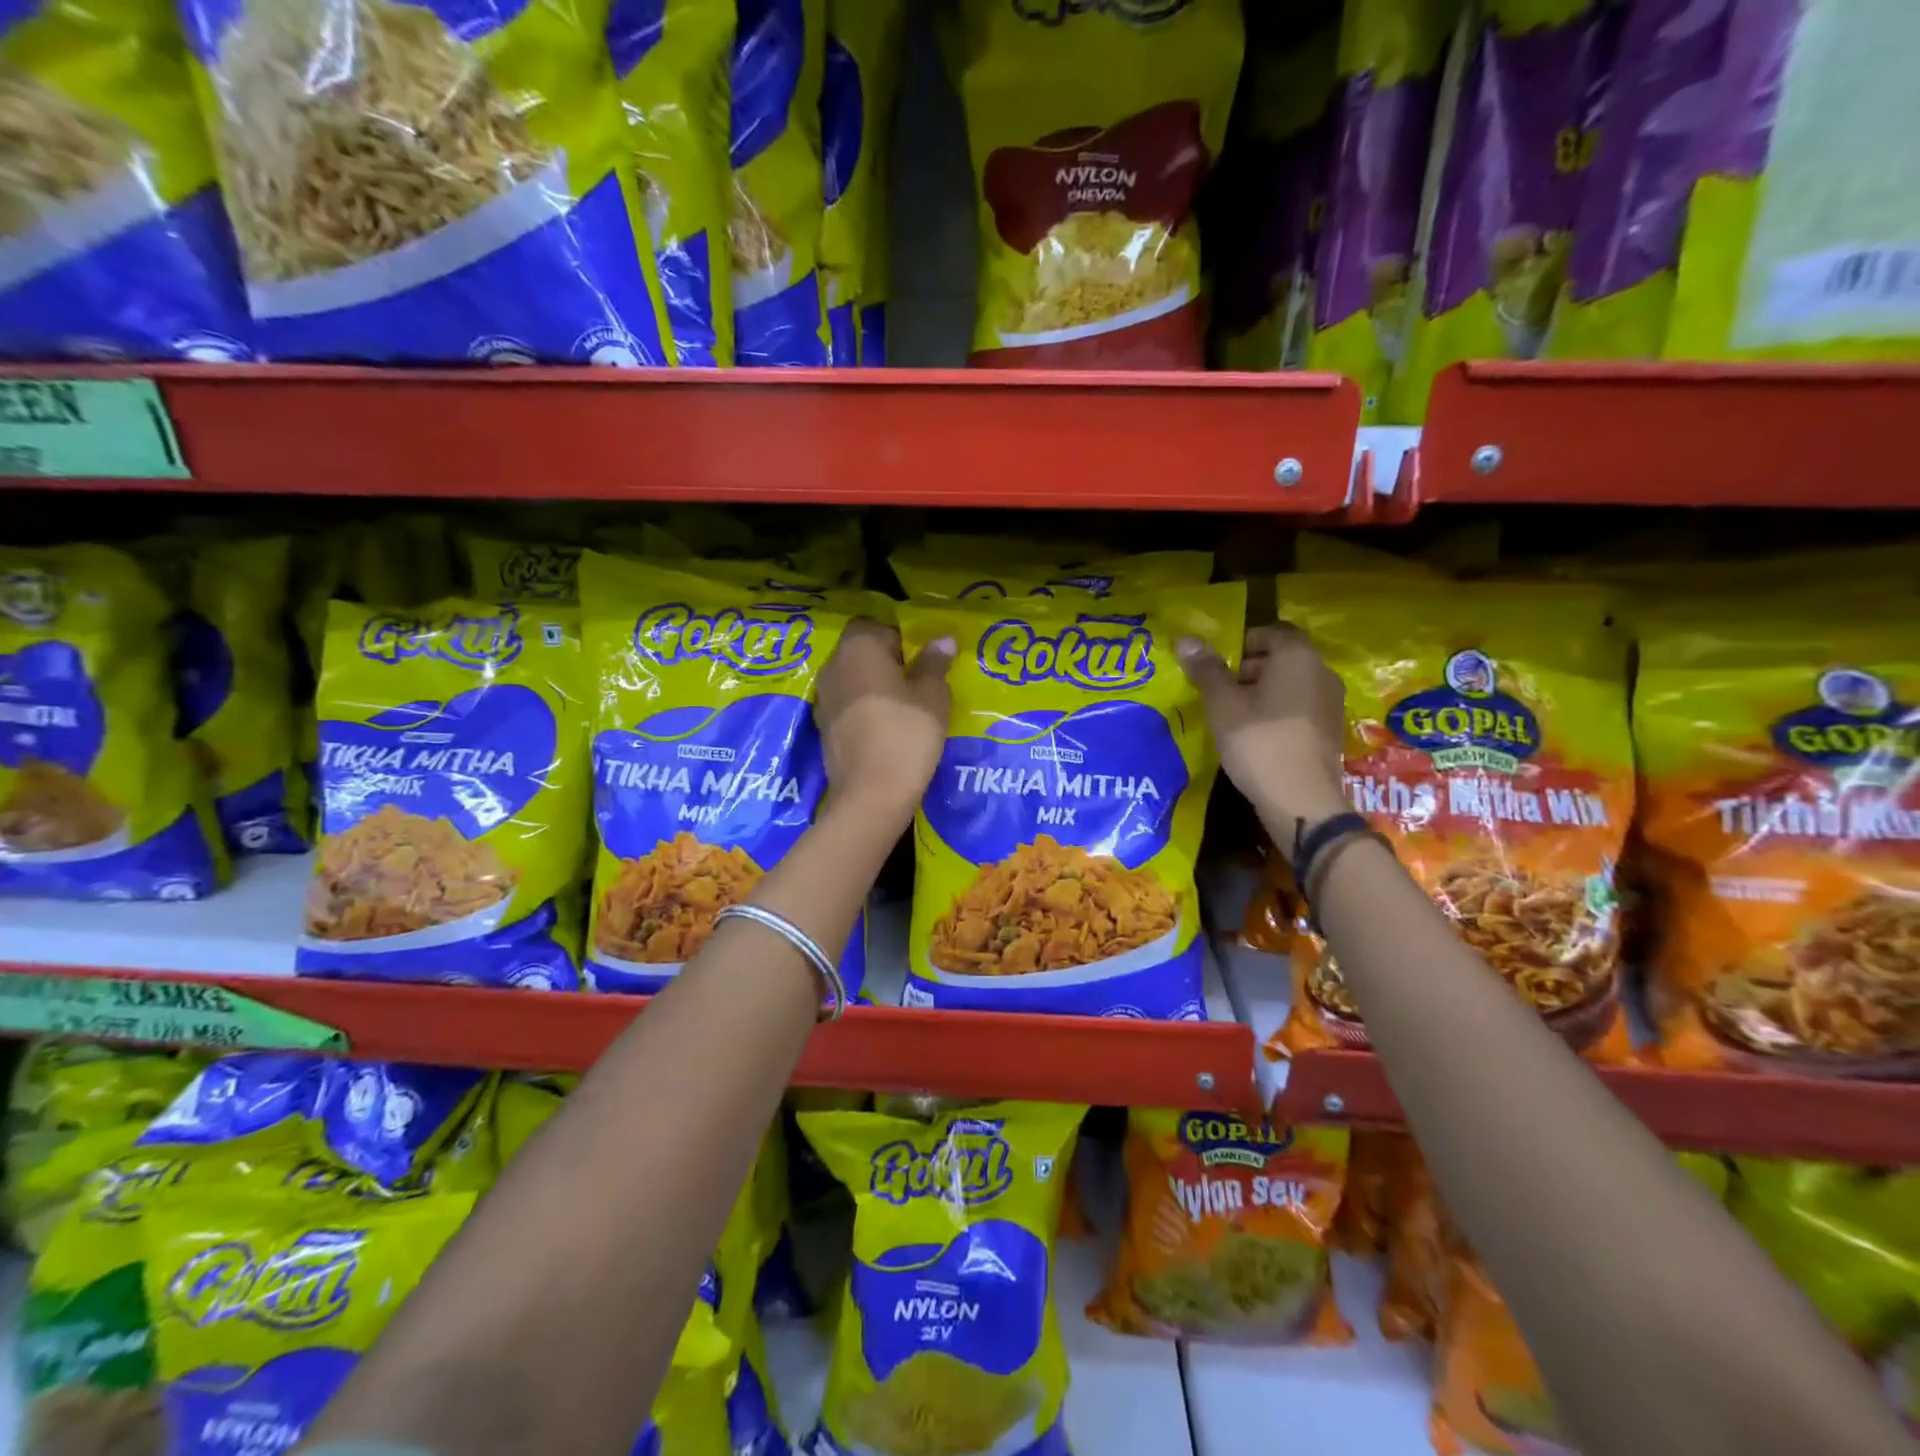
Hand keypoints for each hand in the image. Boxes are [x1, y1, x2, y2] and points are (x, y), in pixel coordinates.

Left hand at [815, 620, 954, 825]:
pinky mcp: (822, 727)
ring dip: (872, 685)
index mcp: (858, 648)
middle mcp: (833, 666)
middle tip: (915, 681)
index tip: (919, 658)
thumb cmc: (907, 734)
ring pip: (851, 678)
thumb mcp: (933, 696)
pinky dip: (863, 709)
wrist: (871, 794)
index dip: (897, 637)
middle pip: (859, 651)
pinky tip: (885, 727)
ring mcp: (823, 698)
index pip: (873, 624)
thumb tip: (942, 639)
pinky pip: (846, 705)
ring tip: (903, 706)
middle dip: (884, 660)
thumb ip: (935, 663)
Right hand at [1177, 624, 1349, 846]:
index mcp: (1297, 656)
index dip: (1240, 643)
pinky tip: (1255, 735)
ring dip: (1261, 692)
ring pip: (1290, 684)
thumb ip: (1206, 670)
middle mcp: (1321, 671)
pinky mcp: (1330, 730)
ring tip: (1232, 716)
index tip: (1216, 665)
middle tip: (1218, 692)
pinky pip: (1299, 707)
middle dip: (1248, 669)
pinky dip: (1277, 712)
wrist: (1301, 800)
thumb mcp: (1223, 705)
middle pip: (1281, 658)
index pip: (1271, 632)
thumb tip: (1186, 639)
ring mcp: (1331, 702)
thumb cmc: (1258, 742)